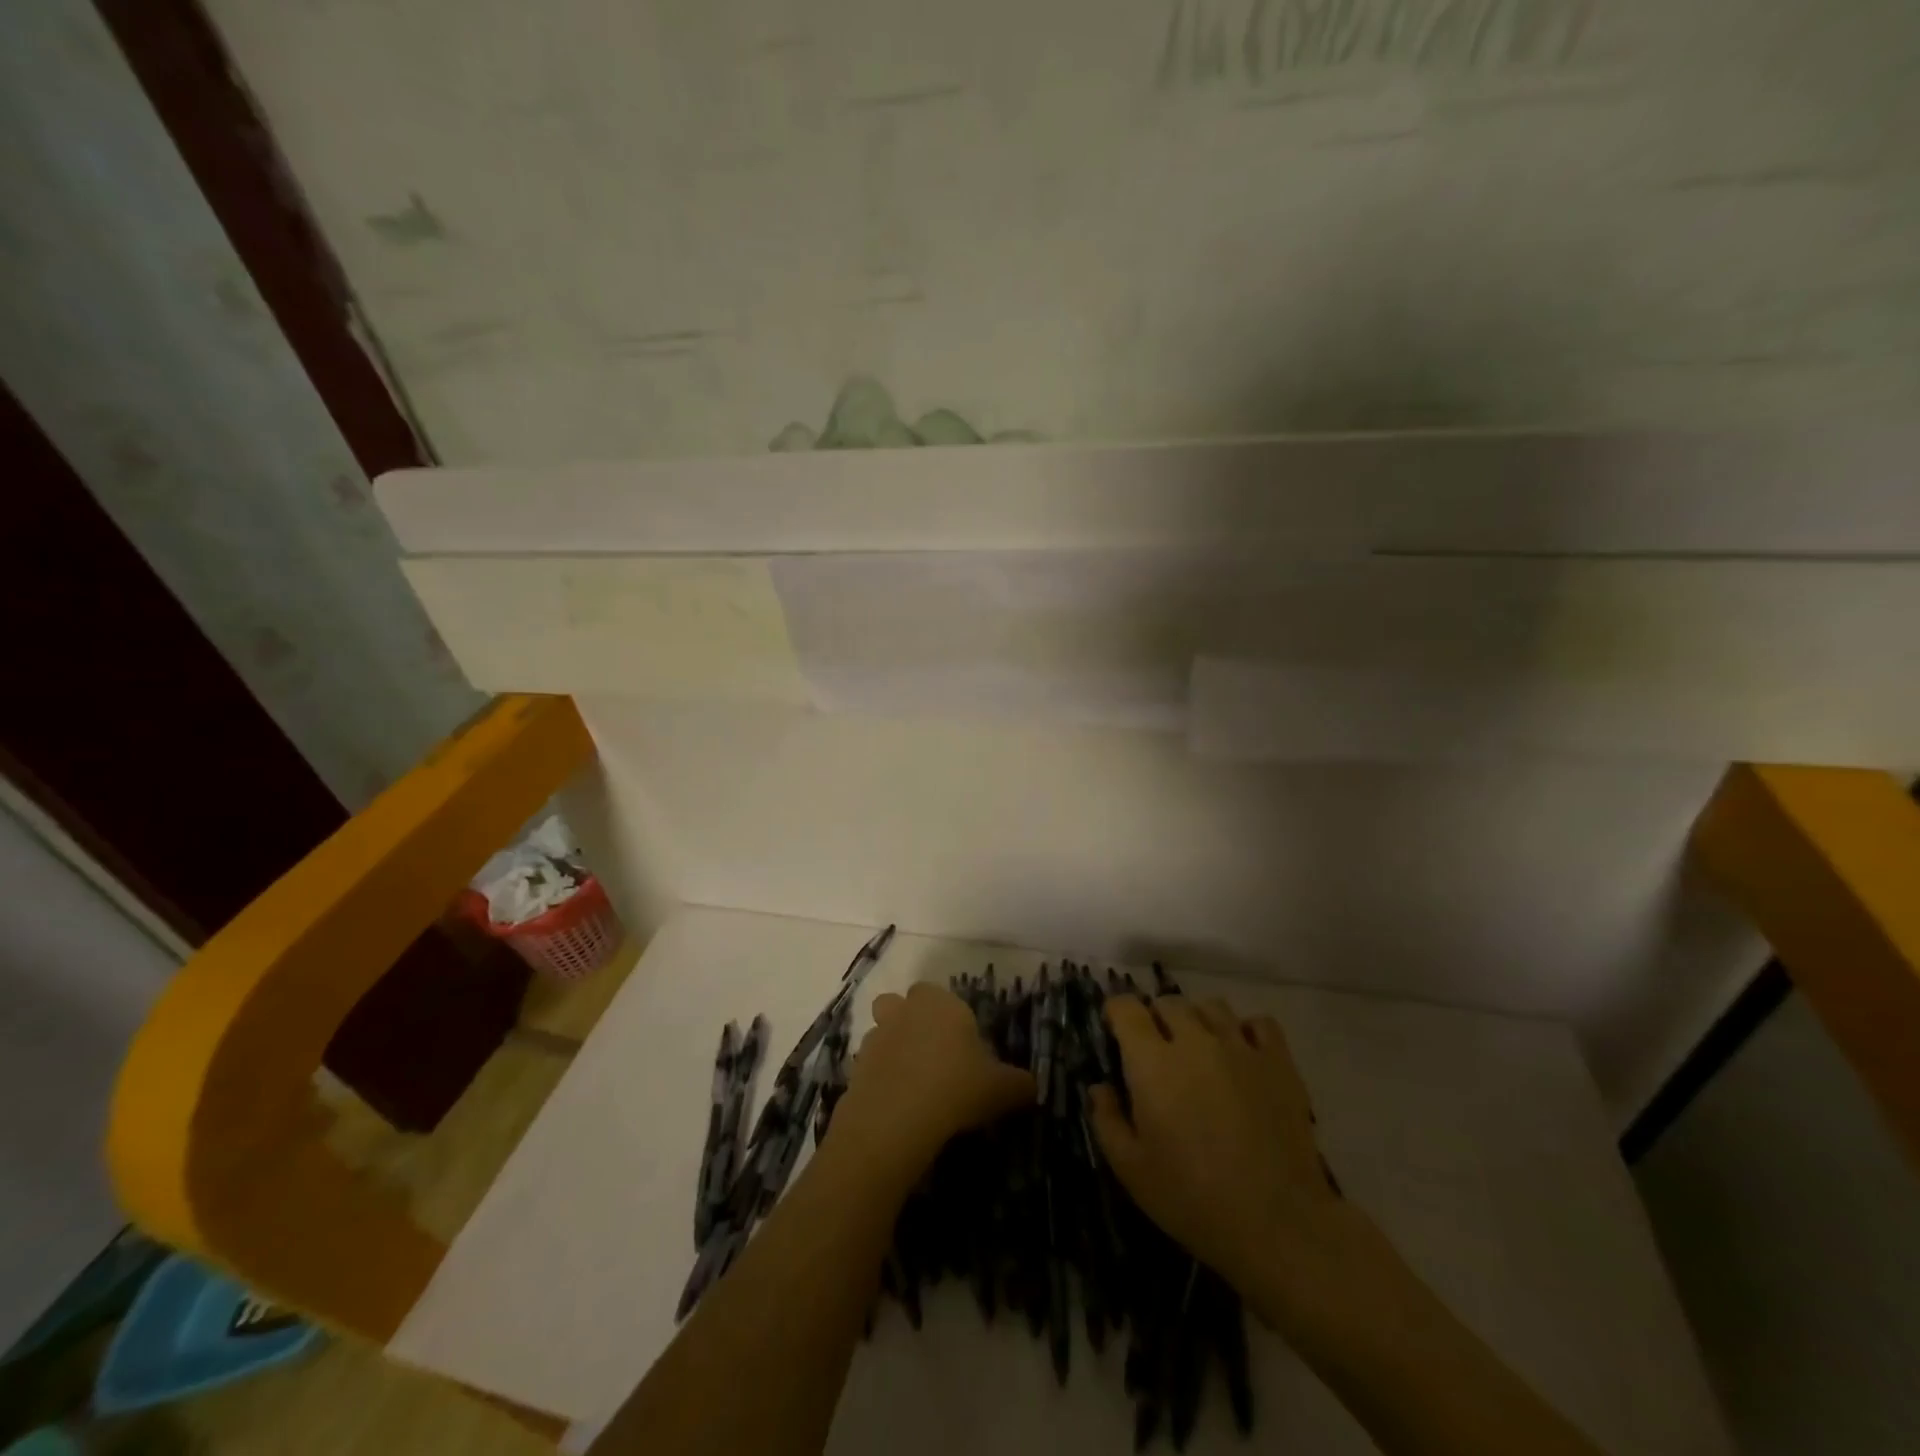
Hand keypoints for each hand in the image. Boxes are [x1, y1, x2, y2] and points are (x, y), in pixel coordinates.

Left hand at [832, 983, 1033, 1180]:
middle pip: (900, 1003)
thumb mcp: (1001, 1089)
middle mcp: (905, 1010)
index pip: (939, 994)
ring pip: (881, 1032)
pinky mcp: (856, 1067)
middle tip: (931, 1055)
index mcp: (941, 1004)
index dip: (948, 1016)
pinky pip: (870, 1065)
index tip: (960, 1045)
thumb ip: (1019, 1084)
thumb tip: (1031, 1086)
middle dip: (910, 1020)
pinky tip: (896, 1104)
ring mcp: (876, 1036)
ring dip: (892, 1049)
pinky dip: (880, 1078)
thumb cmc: (955, 1088)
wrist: (896, 1118)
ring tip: (912, 1083)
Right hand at [1088, 996, 1349, 1315]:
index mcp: (1152, 1063)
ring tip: (1199, 1047)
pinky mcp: (1279, 1063)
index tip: (1115, 1029)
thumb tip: (1100, 1087)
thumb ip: (1107, 1120)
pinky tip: (1242, 1053)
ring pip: (1212, 1006)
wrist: (1278, 1224)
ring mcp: (1240, 1048)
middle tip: (1156, 1048)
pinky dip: (1247, 1030)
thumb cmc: (1193, 1200)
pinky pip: (1260, 1023)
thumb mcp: (1131, 1170)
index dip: (1116, 1012)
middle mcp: (1194, 1041)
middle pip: (1169, 1002)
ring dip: (1198, 1019)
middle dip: (1156, 1017)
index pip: (1126, 1008)